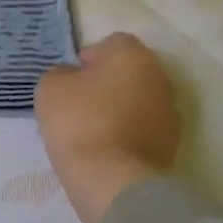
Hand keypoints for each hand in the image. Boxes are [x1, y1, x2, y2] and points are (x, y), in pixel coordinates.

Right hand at [34, 33, 181, 222]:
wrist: (112, 179)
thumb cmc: (78, 121)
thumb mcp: (50, 86)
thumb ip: (63, 73)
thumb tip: (75, 79)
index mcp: (134, 56)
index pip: (112, 43)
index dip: (89, 57)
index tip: (72, 79)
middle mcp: (160, 78)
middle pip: (129, 71)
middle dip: (107, 82)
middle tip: (79, 102)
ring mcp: (171, 113)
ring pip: (138, 100)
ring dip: (119, 108)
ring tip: (91, 129)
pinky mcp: (172, 145)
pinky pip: (143, 127)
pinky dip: (127, 132)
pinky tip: (105, 147)